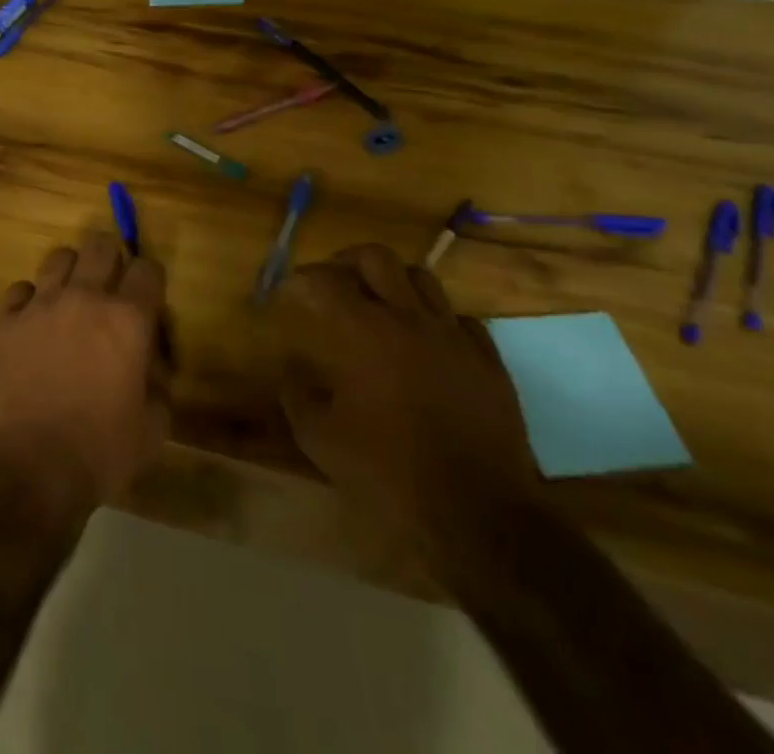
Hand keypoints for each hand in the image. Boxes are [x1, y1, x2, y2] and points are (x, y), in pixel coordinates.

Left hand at [0, 232, 171, 522]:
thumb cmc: (101, 453)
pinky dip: (30, 302)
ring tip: (70, 301)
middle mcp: (84, 298)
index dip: (151, 280)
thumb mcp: (153, 427)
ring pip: (59, 257)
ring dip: (71, 274)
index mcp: (127, 320)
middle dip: (112, 260)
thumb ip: (158, 381)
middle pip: (101, 246)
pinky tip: (32, 325)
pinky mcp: (4, 322)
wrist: (29, 473)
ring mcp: (39, 306)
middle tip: (110, 288)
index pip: (148, 269)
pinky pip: (19, 291)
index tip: (147, 297)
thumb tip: (150, 359)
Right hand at [272, 244, 536, 575]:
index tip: (286, 293)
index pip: (323, 281)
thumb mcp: (321, 442)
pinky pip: (460, 317)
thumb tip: (290, 370)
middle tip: (332, 282)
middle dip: (345, 261)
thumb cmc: (391, 475)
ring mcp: (454, 336)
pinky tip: (426, 341)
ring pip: (421, 277)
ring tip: (379, 303)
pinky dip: (436, 319)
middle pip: (375, 257)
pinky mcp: (488, 360)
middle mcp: (409, 319)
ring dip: (393, 282)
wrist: (480, 516)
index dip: (299, 281)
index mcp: (364, 333)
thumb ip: (297, 396)